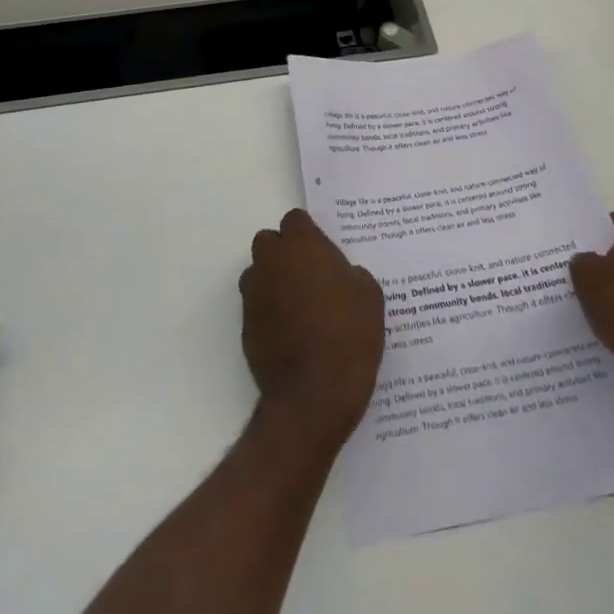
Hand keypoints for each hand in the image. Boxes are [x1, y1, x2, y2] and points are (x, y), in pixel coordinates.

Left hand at [241, 209, 384, 451]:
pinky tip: (290, 334)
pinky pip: (257, 306)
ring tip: (299, 306)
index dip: (308, 233)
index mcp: (302, 245)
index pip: (295, 219)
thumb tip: (341, 276)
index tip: (323, 252)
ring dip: (273, 280)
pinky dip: (269, 312)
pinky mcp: (245, 325)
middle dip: (284, 253)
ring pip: (258, 273)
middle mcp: (271, 261)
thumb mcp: (369, 296)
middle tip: (310, 276)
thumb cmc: (348, 335)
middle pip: (269, 242)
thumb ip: (351, 274)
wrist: (314, 394)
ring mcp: (254, 294)